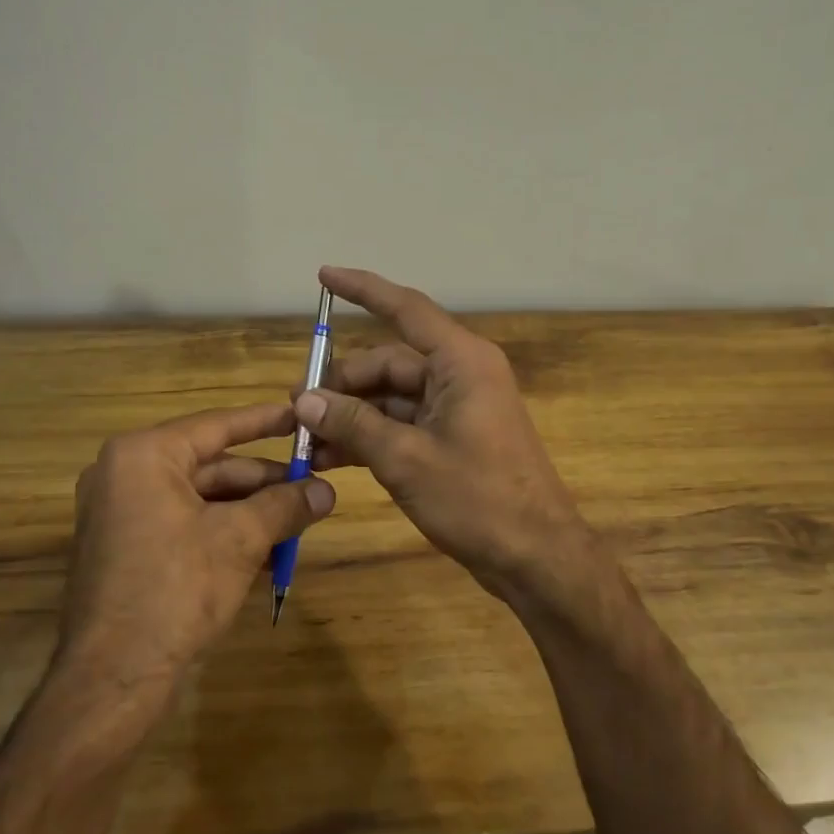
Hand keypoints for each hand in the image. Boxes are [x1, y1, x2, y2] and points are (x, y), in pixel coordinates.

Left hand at [59, 403, 334, 689]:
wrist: (112, 679)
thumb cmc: (175, 590)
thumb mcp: (240, 540)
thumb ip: (285, 506)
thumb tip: (328, 491)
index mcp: (144, 456)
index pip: (216, 426)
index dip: (264, 422)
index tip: (301, 416)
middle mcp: (125, 474)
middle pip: (210, 466)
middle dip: (264, 482)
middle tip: (312, 489)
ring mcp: (120, 513)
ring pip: (200, 499)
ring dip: (249, 512)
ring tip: (297, 524)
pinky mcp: (125, 548)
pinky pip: (183, 524)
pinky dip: (223, 533)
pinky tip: (266, 553)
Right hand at [293, 266, 605, 608]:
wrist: (536, 557)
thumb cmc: (478, 499)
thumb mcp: (405, 459)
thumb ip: (353, 424)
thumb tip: (303, 400)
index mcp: (461, 361)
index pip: (406, 309)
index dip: (363, 290)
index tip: (324, 276)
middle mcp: (460, 374)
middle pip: (389, 362)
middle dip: (341, 384)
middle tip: (297, 410)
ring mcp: (457, 407)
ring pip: (390, 396)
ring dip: (350, 416)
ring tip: (306, 440)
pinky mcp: (452, 438)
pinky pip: (402, 423)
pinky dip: (370, 436)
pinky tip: (332, 457)